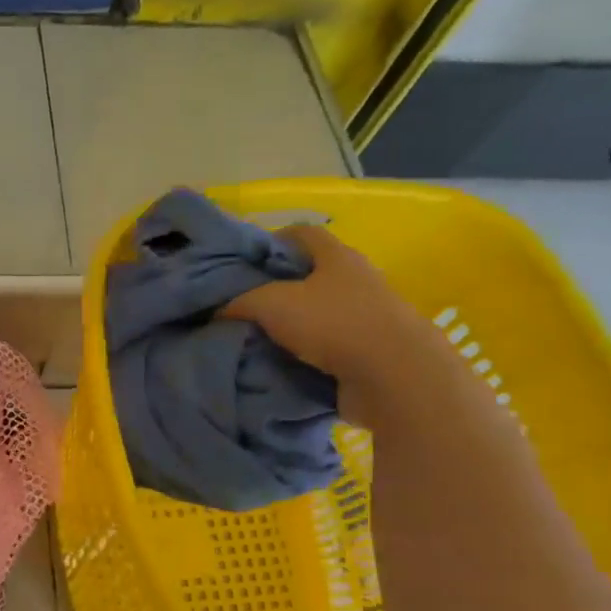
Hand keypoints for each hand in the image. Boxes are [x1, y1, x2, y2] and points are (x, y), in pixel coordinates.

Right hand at [220, 224, 453, 426]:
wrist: (394, 377)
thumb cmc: (334, 324)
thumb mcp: (271, 304)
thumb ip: (238, 302)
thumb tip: (215, 311)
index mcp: (337, 256)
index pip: (301, 233)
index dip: (270, 241)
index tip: (241, 262)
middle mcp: (355, 280)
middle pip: (308, 274)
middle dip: (275, 286)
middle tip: (239, 303)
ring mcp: (366, 316)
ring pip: (316, 312)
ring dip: (288, 323)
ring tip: (252, 336)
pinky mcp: (368, 351)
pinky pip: (325, 345)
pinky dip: (303, 352)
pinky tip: (277, 362)